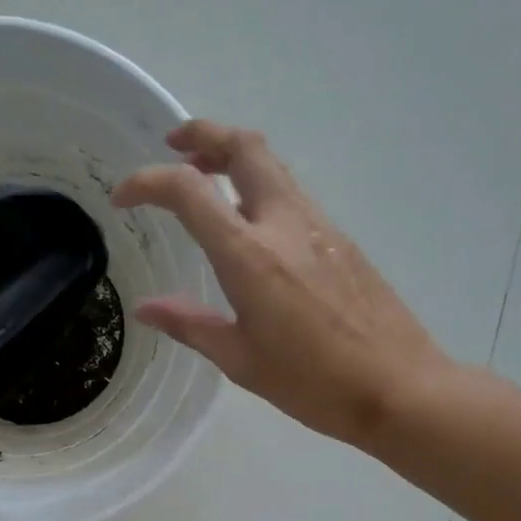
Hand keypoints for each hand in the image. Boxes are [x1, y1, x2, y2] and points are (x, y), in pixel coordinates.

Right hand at [113, 120, 456, 447]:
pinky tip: (250, 226)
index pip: (189, 192)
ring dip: (234, 158)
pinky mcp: (341, 240)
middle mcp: (285, 224)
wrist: (397, 387)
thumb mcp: (240, 360)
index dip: (148, 183)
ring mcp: (319, 227)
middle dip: (204, 134)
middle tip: (175, 145)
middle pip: (245, 147)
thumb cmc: (312, 383)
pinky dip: (260, 188)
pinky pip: (292, 195)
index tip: (122, 197)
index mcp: (250, 256)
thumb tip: (145, 310)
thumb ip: (190, 325)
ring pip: (273, 166)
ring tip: (206, 180)